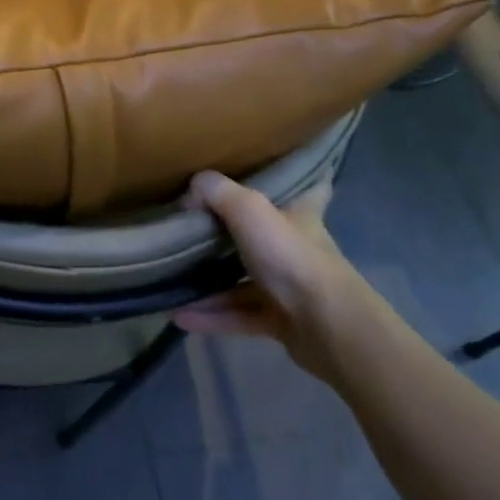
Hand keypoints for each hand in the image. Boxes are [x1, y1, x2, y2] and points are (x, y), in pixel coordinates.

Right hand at [175, 173, 389, 383]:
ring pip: (243, 282)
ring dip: (209, 285)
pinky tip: (180, 317)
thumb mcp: (249, 210)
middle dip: (231, 234)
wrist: (328, 326)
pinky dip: (211, 316)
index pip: (310, 189)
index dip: (300, 178)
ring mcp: (290, 287)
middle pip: (263, 236)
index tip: (280, 172)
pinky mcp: (281, 321)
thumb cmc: (292, 257)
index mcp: (300, 216)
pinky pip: (239, 315)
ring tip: (171, 284)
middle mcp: (296, 249)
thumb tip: (190, 190)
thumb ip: (216, 192)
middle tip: (193, 228)